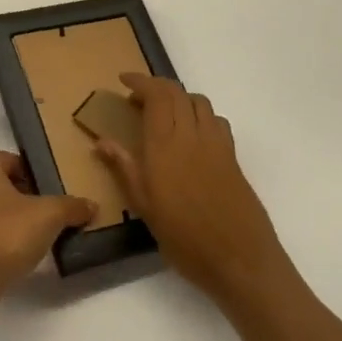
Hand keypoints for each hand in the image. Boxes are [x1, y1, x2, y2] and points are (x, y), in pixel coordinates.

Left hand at [0, 151, 94, 295]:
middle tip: (49, 208)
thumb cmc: (7, 233)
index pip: (7, 158)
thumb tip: (91, 205)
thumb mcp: (49, 216)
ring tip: (40, 233)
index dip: (28, 168)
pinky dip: (3, 237)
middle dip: (25, 194)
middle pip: (0, 184)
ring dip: (14, 218)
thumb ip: (71, 207)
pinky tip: (21, 253)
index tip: (48, 184)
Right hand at [94, 74, 287, 304]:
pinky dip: (200, 115)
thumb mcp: (145, 207)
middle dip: (156, 86)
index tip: (123, 80)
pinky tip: (193, 135)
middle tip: (138, 97)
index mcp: (165, 144)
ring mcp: (216, 144)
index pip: (155, 95)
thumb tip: (101, 141)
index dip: (140, 82)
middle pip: (177, 92)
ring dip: (179, 97)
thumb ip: (124, 168)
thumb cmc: (185, 237)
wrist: (241, 260)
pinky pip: (216, 120)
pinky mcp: (233, 157)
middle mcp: (191, 135)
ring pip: (199, 102)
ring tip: (165, 113)